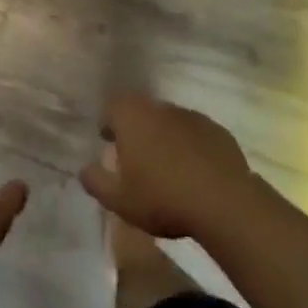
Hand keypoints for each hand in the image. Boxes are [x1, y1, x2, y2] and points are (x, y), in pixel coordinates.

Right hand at [80, 94, 255, 241]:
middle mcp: (161, 108)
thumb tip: (84, 169)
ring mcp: (192, 116)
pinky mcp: (218, 130)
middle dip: (136, 128)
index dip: (109, 121)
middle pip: (142, 110)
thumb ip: (97, 182)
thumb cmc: (162, 198)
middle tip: (133, 155)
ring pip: (169, 121)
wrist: (223, 202)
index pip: (113, 106)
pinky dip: (189, 145)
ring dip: (163, 136)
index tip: (107, 139)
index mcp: (133, 117)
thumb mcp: (120, 200)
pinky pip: (195, 133)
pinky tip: (193, 171)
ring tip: (164, 166)